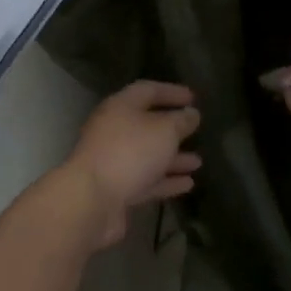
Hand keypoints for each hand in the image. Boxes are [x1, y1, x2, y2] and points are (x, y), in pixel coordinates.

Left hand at [62, 80, 201, 246]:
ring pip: (148, 155)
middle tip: (196, 130)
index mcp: (120, 107)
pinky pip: (146, 180)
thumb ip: (180, 121)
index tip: (193, 98)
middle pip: (146, 124)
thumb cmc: (130, 153)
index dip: (171, 92)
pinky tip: (188, 184)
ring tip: (198, 162)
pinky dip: (166, 181)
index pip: (147, 90)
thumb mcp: (164, 131)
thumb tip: (191, 113)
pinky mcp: (117, 189)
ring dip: (173, 158)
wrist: (92, 199)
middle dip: (172, 129)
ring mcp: (114, 161)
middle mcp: (114, 130)